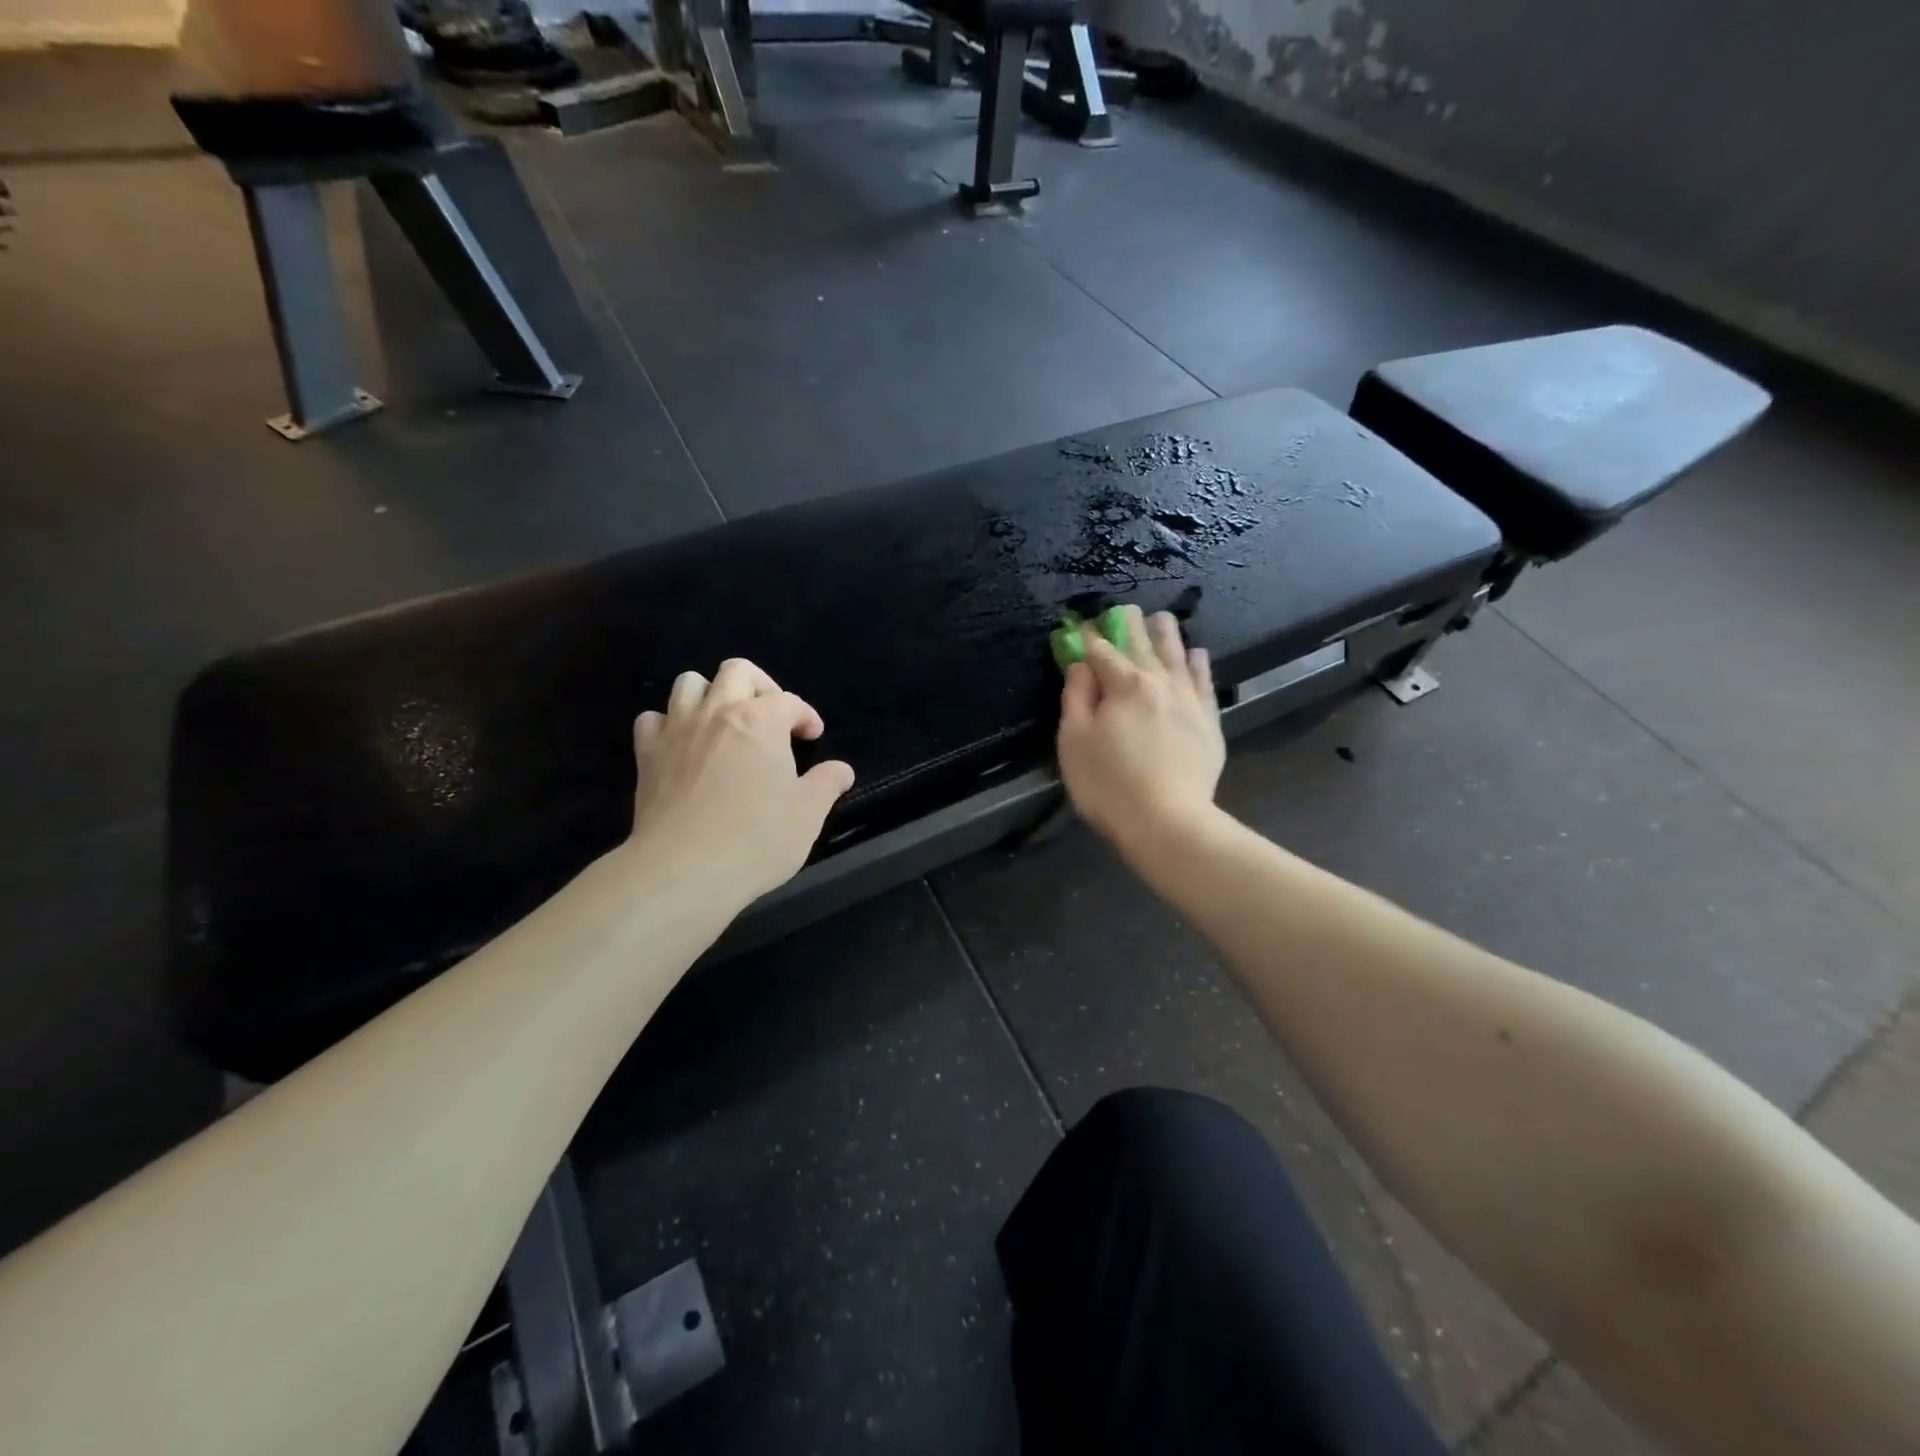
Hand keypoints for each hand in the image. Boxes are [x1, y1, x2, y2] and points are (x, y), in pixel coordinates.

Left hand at [627, 658, 854, 905]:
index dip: (805, 715)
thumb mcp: (808, 813)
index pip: (789, 700)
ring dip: (711, 694)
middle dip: (760, 685)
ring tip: (725, 723)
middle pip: (736, 671)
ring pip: (689, 683)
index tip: (812, 736)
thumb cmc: (757, 838)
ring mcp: (677, 730)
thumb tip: (841, 770)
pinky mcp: (647, 754)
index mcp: (761, 720)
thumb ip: (827, 783)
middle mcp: (717, 712)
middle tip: (771, 717)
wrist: (685, 869)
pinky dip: (669, 724)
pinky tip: (683, 745)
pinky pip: (653, 719)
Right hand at [1057, 606, 1224, 851]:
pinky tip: (1198, 654)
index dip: (1089, 638)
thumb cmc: (1108, 784)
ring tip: (1163, 618)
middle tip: (1125, 609)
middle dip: (1130, 625)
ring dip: (1167, 635)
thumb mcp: (1075, 742)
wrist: (1167, 821)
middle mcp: (1159, 683)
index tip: (1082, 627)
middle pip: (1142, 646)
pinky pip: (1204, 683)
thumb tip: (1081, 665)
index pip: (1102, 652)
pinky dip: (1199, 665)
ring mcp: (1188, 700)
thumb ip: (1076, 698)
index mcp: (1123, 685)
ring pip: (1177, 656)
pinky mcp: (1209, 722)